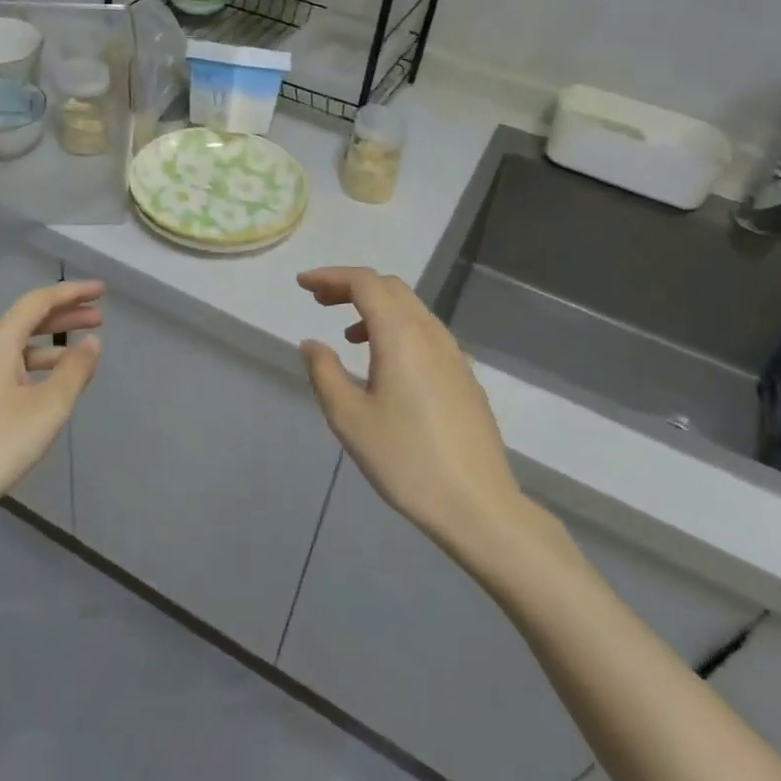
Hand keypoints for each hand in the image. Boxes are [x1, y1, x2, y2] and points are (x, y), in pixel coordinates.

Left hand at [0, 280, 103, 546]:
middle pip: (25, 320)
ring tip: (82, 354)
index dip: (72, 293)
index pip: (38, 301)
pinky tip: (47, 385)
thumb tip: (92, 341)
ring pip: (15, 346)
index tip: (101, 291)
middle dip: (64, 316)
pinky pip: (4, 366)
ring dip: (50, 344)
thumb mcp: (47, 408)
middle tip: (99, 317)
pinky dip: (32, 364)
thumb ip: (75, 370)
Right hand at [297, 267, 527, 560]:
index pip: (365, 283)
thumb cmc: (406, 461)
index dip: (331, 276)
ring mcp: (453, 355)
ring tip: (347, 334)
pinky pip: (425, 332)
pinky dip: (397, 327)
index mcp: (401, 336)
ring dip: (375, 306)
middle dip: (351, 286)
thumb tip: (312, 344)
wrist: (478, 504)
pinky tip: (384, 363)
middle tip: (319, 301)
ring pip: (411, 309)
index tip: (302, 284)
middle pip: (390, 288)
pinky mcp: (464, 376)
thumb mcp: (349, 419)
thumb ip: (324, 373)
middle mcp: (430, 334)